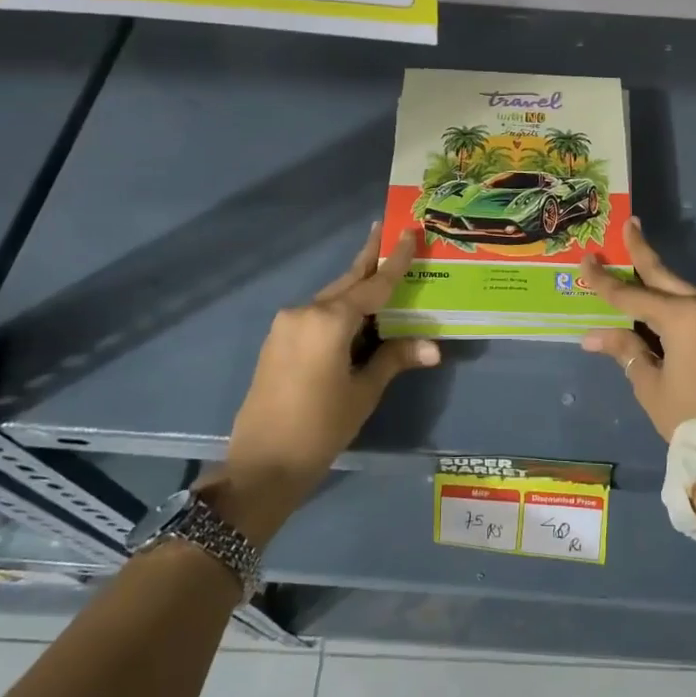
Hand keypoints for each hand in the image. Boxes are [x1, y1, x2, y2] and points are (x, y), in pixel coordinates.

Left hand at [214, 225, 438, 537]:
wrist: (262, 464)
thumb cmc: (320, 428)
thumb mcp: (363, 392)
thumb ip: (395, 359)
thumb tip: (433, 347)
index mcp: (329, 321)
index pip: (372, 285)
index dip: (394, 261)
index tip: (408, 232)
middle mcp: (304, 312)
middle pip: (347, 282)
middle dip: (370, 261)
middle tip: (390, 235)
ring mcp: (286, 325)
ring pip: (331, 297)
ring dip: (356, 288)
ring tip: (382, 274)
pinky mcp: (278, 340)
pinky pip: (317, 314)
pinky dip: (340, 309)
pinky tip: (357, 315)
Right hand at [577, 219, 695, 439]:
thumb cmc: (690, 415)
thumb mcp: (650, 383)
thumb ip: (625, 348)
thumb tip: (592, 335)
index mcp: (684, 318)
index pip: (633, 295)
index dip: (605, 281)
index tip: (586, 260)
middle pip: (665, 276)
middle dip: (643, 253)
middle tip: (629, 225)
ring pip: (683, 291)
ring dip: (657, 283)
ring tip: (634, 264)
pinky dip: (676, 303)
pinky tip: (658, 302)